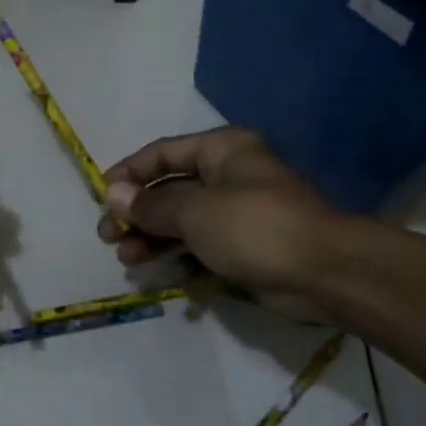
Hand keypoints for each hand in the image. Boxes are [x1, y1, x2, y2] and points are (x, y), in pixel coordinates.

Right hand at [97, 127, 351, 322]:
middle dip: (137, 213)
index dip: (130, 172)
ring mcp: (239, 214)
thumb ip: (151, 204)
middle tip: (108, 237)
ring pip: (183, 222)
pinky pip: (202, 248)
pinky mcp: (246, 248)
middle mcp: (229, 176)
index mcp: (222, 151)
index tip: (101, 195)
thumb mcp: (194, 211)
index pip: (163, 153)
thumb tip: (113, 194)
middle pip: (171, 190)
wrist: (323, 273)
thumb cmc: (254, 226)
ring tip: (127, 260)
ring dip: (153, 239)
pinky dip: (181, 258)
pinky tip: (162, 274)